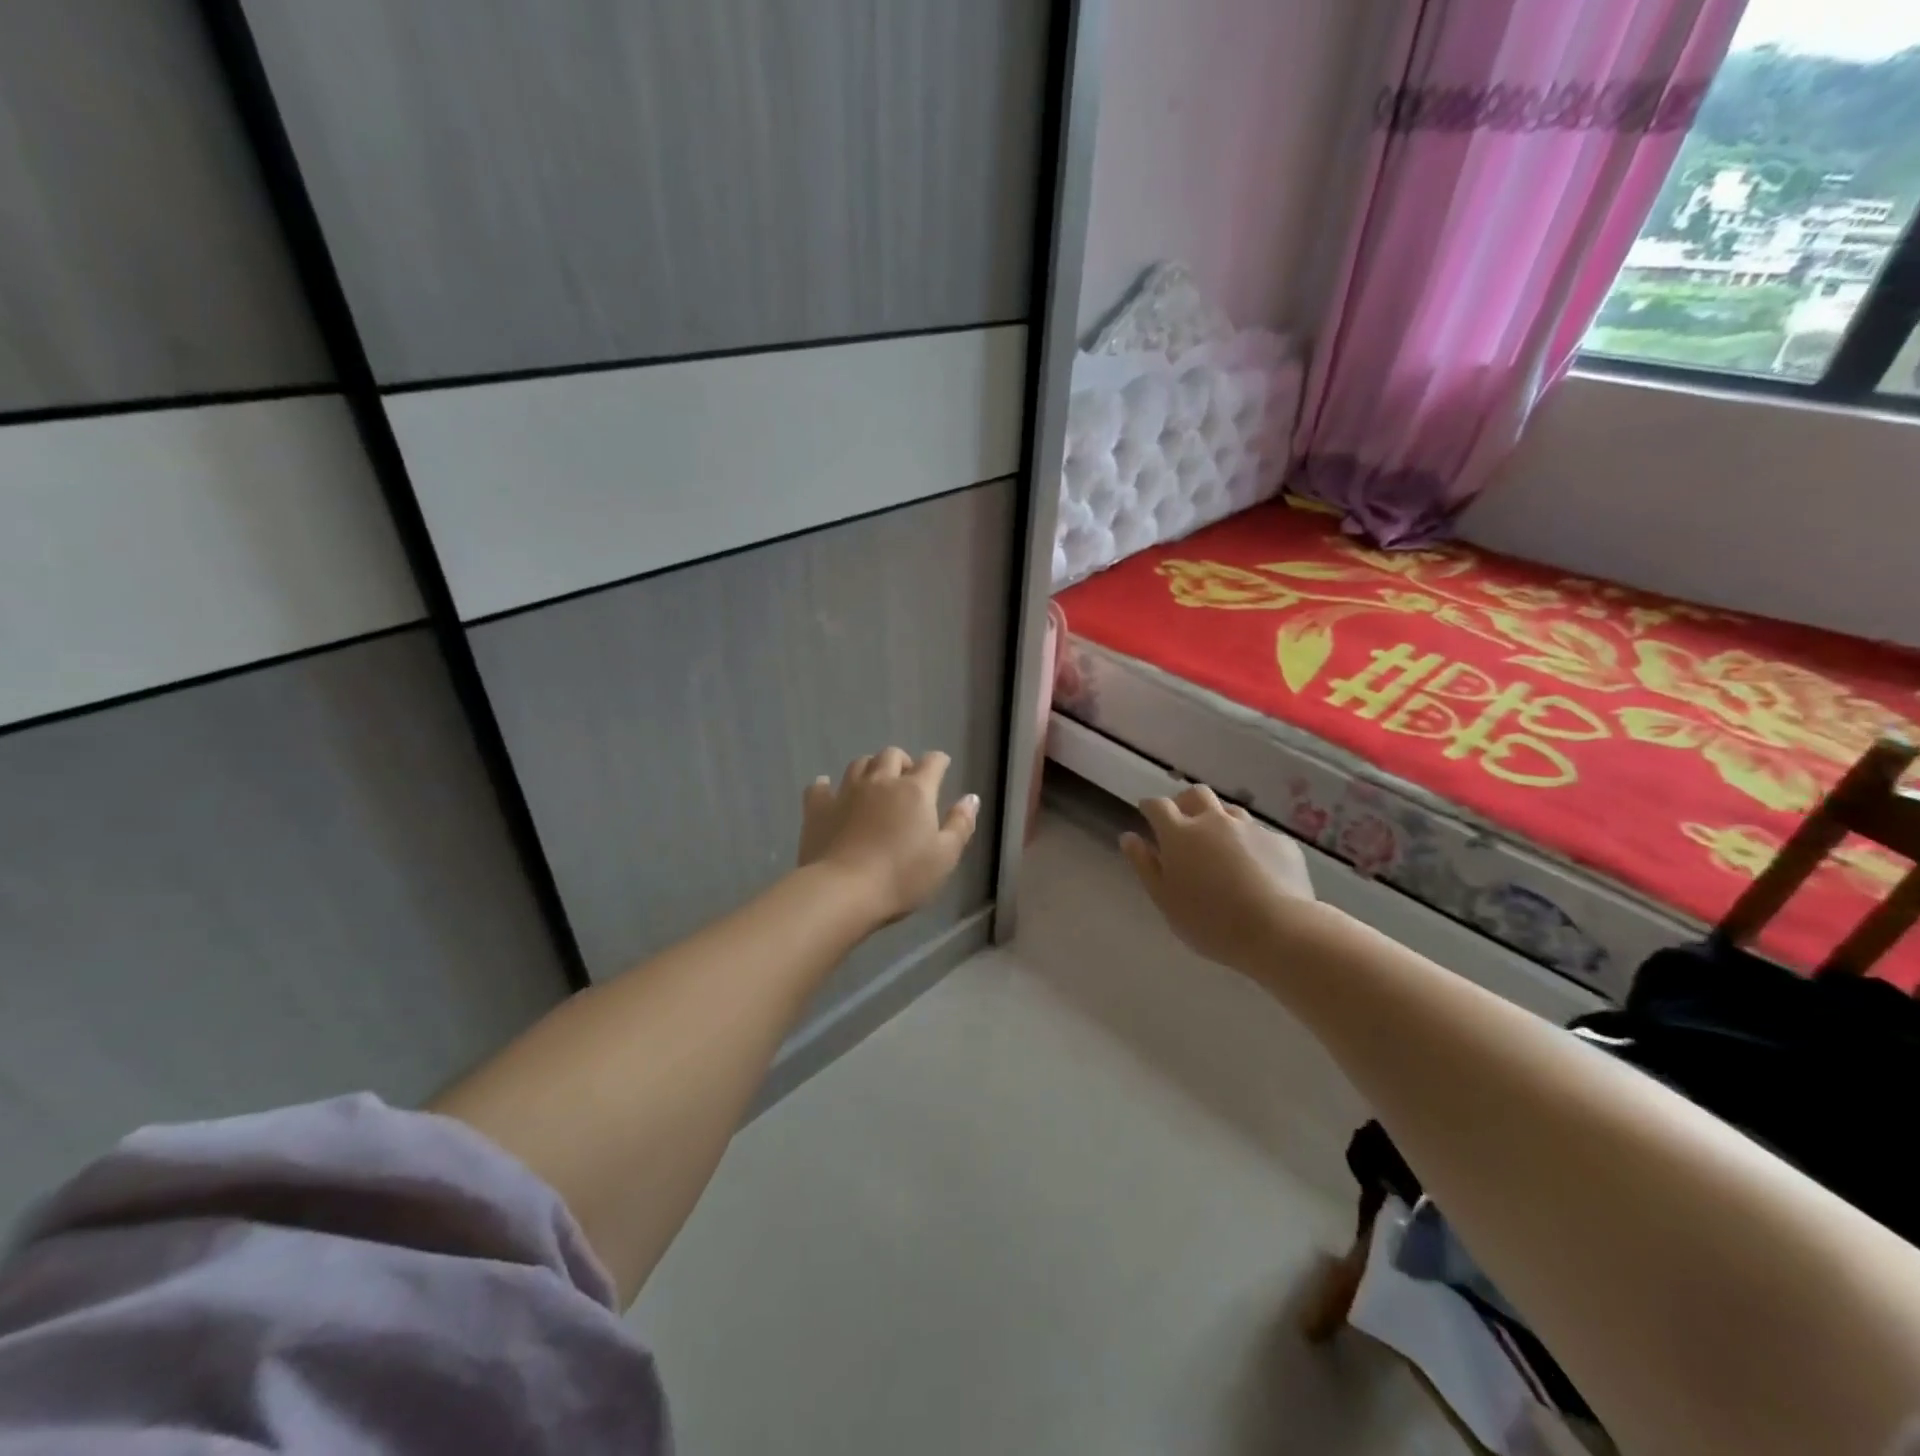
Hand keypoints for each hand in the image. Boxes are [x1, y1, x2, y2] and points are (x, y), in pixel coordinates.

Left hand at [798, 749, 979, 924]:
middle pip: (891, 755)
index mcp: (915, 791)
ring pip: (859, 764)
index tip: (942, 767)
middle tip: (906, 780)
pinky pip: (819, 787)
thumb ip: (960, 824)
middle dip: (902, 762)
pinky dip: (826, 786)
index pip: (932, 762)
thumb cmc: (902, 877)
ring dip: (869, 768)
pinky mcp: (818, 808)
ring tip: (873, 784)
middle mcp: (880, 782)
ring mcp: (846, 792)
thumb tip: (971, 798)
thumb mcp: (945, 857)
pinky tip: (827, 790)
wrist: (843, 891)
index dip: (939, 761)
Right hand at [1120, 784, 1314, 970]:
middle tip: (1182, 824)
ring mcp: (1250, 828)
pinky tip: (1255, 869)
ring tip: (1219, 848)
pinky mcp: (1280, 842)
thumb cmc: (1209, 921)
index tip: (1147, 815)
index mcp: (1180, 833)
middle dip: (1185, 802)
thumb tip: (1129, 837)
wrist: (1279, 930)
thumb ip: (1144, 865)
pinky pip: (1259, 834)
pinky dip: (1249, 843)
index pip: (1158, 805)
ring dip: (1218, 820)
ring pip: (1229, 811)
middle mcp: (1214, 821)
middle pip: (1196, 794)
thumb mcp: (1165, 899)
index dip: (1150, 807)